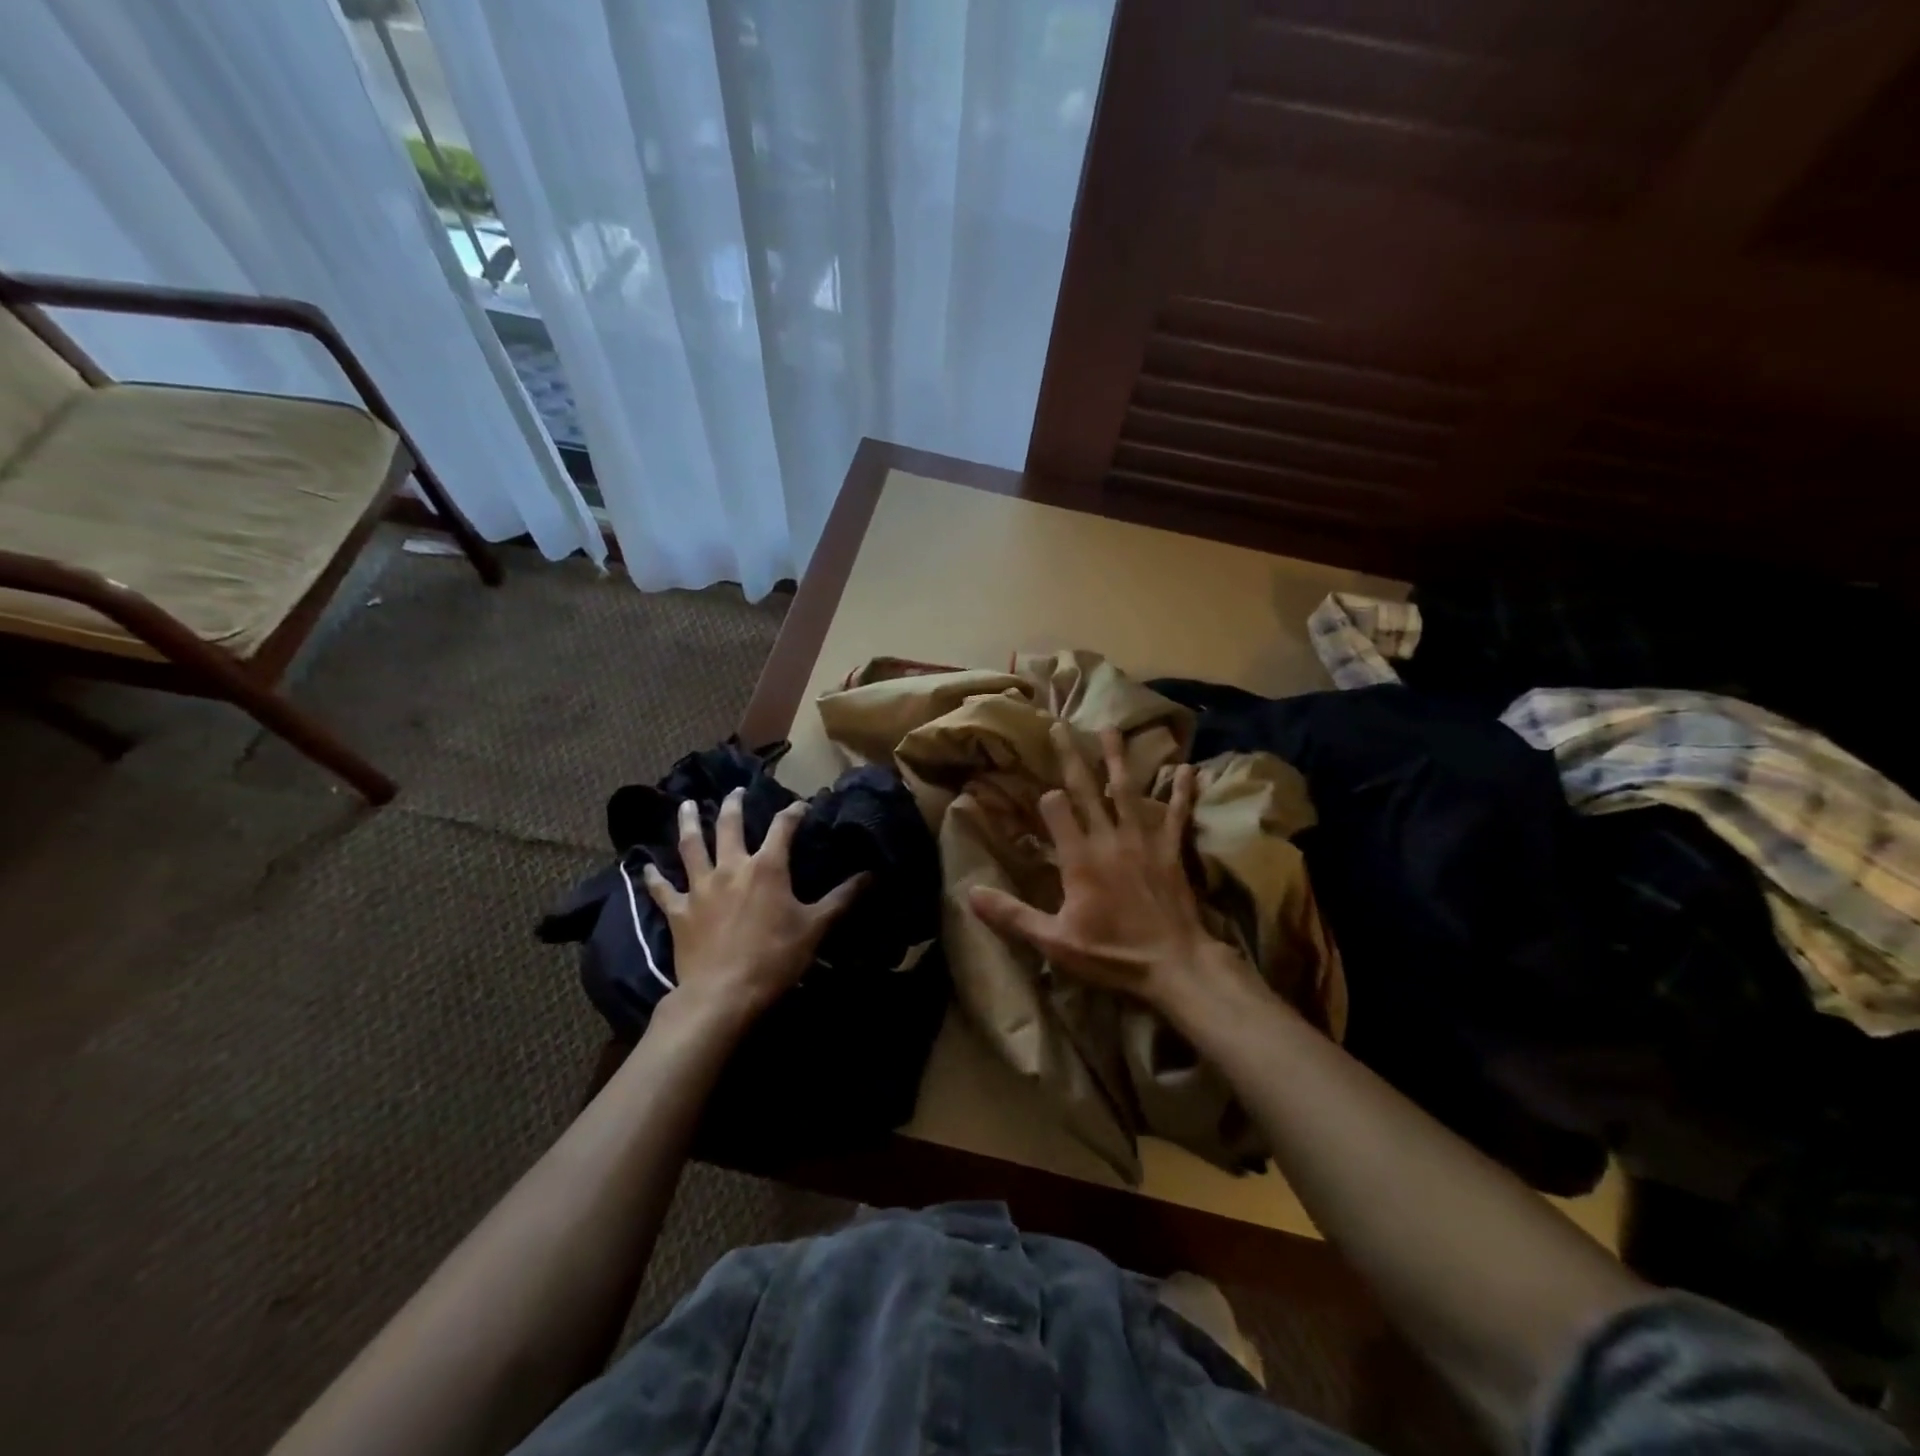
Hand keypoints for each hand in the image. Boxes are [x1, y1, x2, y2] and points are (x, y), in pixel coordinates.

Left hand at [643, 790, 866, 1027]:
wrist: (723, 994)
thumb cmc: (775, 957)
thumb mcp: (816, 928)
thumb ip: (843, 898)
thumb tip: (873, 874)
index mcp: (768, 867)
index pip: (783, 827)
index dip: (793, 812)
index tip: (802, 805)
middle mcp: (732, 867)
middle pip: (729, 825)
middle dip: (734, 804)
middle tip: (735, 791)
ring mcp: (701, 887)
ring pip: (691, 846)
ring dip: (689, 823)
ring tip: (686, 805)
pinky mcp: (679, 911)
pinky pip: (663, 890)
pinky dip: (653, 878)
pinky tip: (645, 867)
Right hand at [969, 724, 1246, 1012]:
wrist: (1175, 965)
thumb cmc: (1112, 954)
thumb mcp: (1054, 941)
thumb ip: (1012, 915)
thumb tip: (970, 893)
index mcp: (1079, 858)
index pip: (1055, 811)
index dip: (1044, 798)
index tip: (1037, 791)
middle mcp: (1109, 839)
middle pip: (1087, 789)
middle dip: (1071, 757)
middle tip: (1061, 726)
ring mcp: (1143, 840)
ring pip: (1128, 790)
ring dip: (1117, 758)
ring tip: (1111, 728)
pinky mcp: (1170, 850)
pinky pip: (1176, 814)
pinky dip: (1180, 791)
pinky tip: (1186, 768)